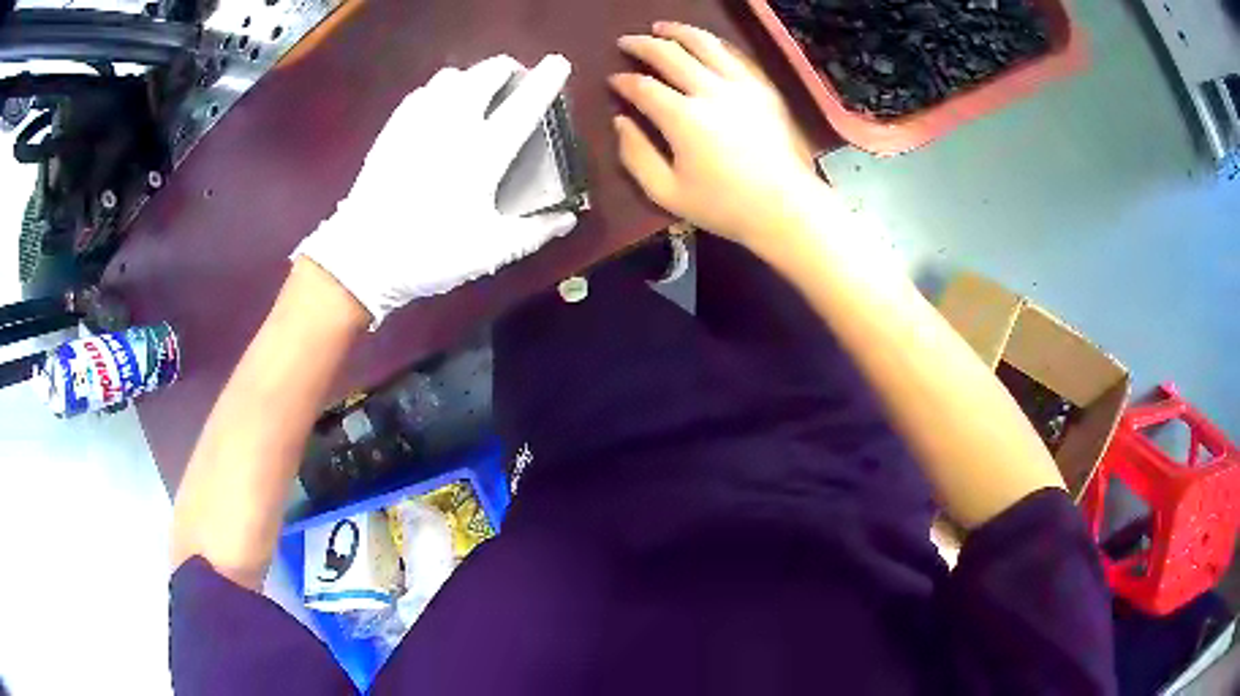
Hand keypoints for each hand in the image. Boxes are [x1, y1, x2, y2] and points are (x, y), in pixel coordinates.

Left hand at [295, 54, 575, 326]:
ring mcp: (419, 122)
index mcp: (484, 152)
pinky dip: (440, 90)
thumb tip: (567, 218)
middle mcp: (454, 125)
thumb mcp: (490, 251)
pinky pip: (422, 92)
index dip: (546, 80)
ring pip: (451, 76)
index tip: (558, 63)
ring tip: (478, 93)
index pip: (524, 104)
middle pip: (485, 74)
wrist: (363, 256)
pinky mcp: (393, 128)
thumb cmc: (430, 252)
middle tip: (514, 82)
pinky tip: (439, 107)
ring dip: (472, 76)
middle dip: (506, 69)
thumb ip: (533, 232)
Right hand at [611, 22, 824, 245]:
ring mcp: (741, 85)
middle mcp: (710, 91)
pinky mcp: (763, 88)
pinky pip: (734, 54)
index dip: (623, 81)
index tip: (613, 81)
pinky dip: (712, 43)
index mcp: (683, 118)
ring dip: (677, 31)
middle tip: (626, 42)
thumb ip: (636, 155)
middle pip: (669, 54)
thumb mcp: (667, 192)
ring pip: (705, 43)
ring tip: (660, 28)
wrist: (785, 207)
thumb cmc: (724, 206)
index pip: (643, 87)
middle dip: (642, 44)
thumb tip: (620, 122)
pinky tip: (703, 43)